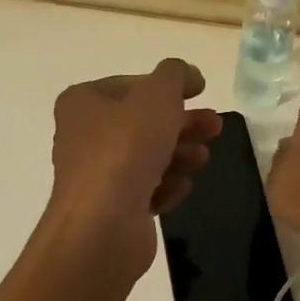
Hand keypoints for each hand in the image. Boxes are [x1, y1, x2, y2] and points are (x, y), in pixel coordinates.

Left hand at [43, 59, 221, 279]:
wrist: (102, 226)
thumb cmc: (126, 149)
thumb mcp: (157, 95)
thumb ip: (175, 74)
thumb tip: (187, 75)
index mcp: (84, 102)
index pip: (133, 85)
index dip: (169, 86)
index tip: (201, 91)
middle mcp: (84, 136)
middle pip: (145, 122)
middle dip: (183, 124)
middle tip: (215, 127)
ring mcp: (97, 175)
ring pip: (149, 156)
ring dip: (179, 155)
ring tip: (201, 159)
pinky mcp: (112, 208)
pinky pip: (146, 190)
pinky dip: (166, 187)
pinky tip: (177, 189)